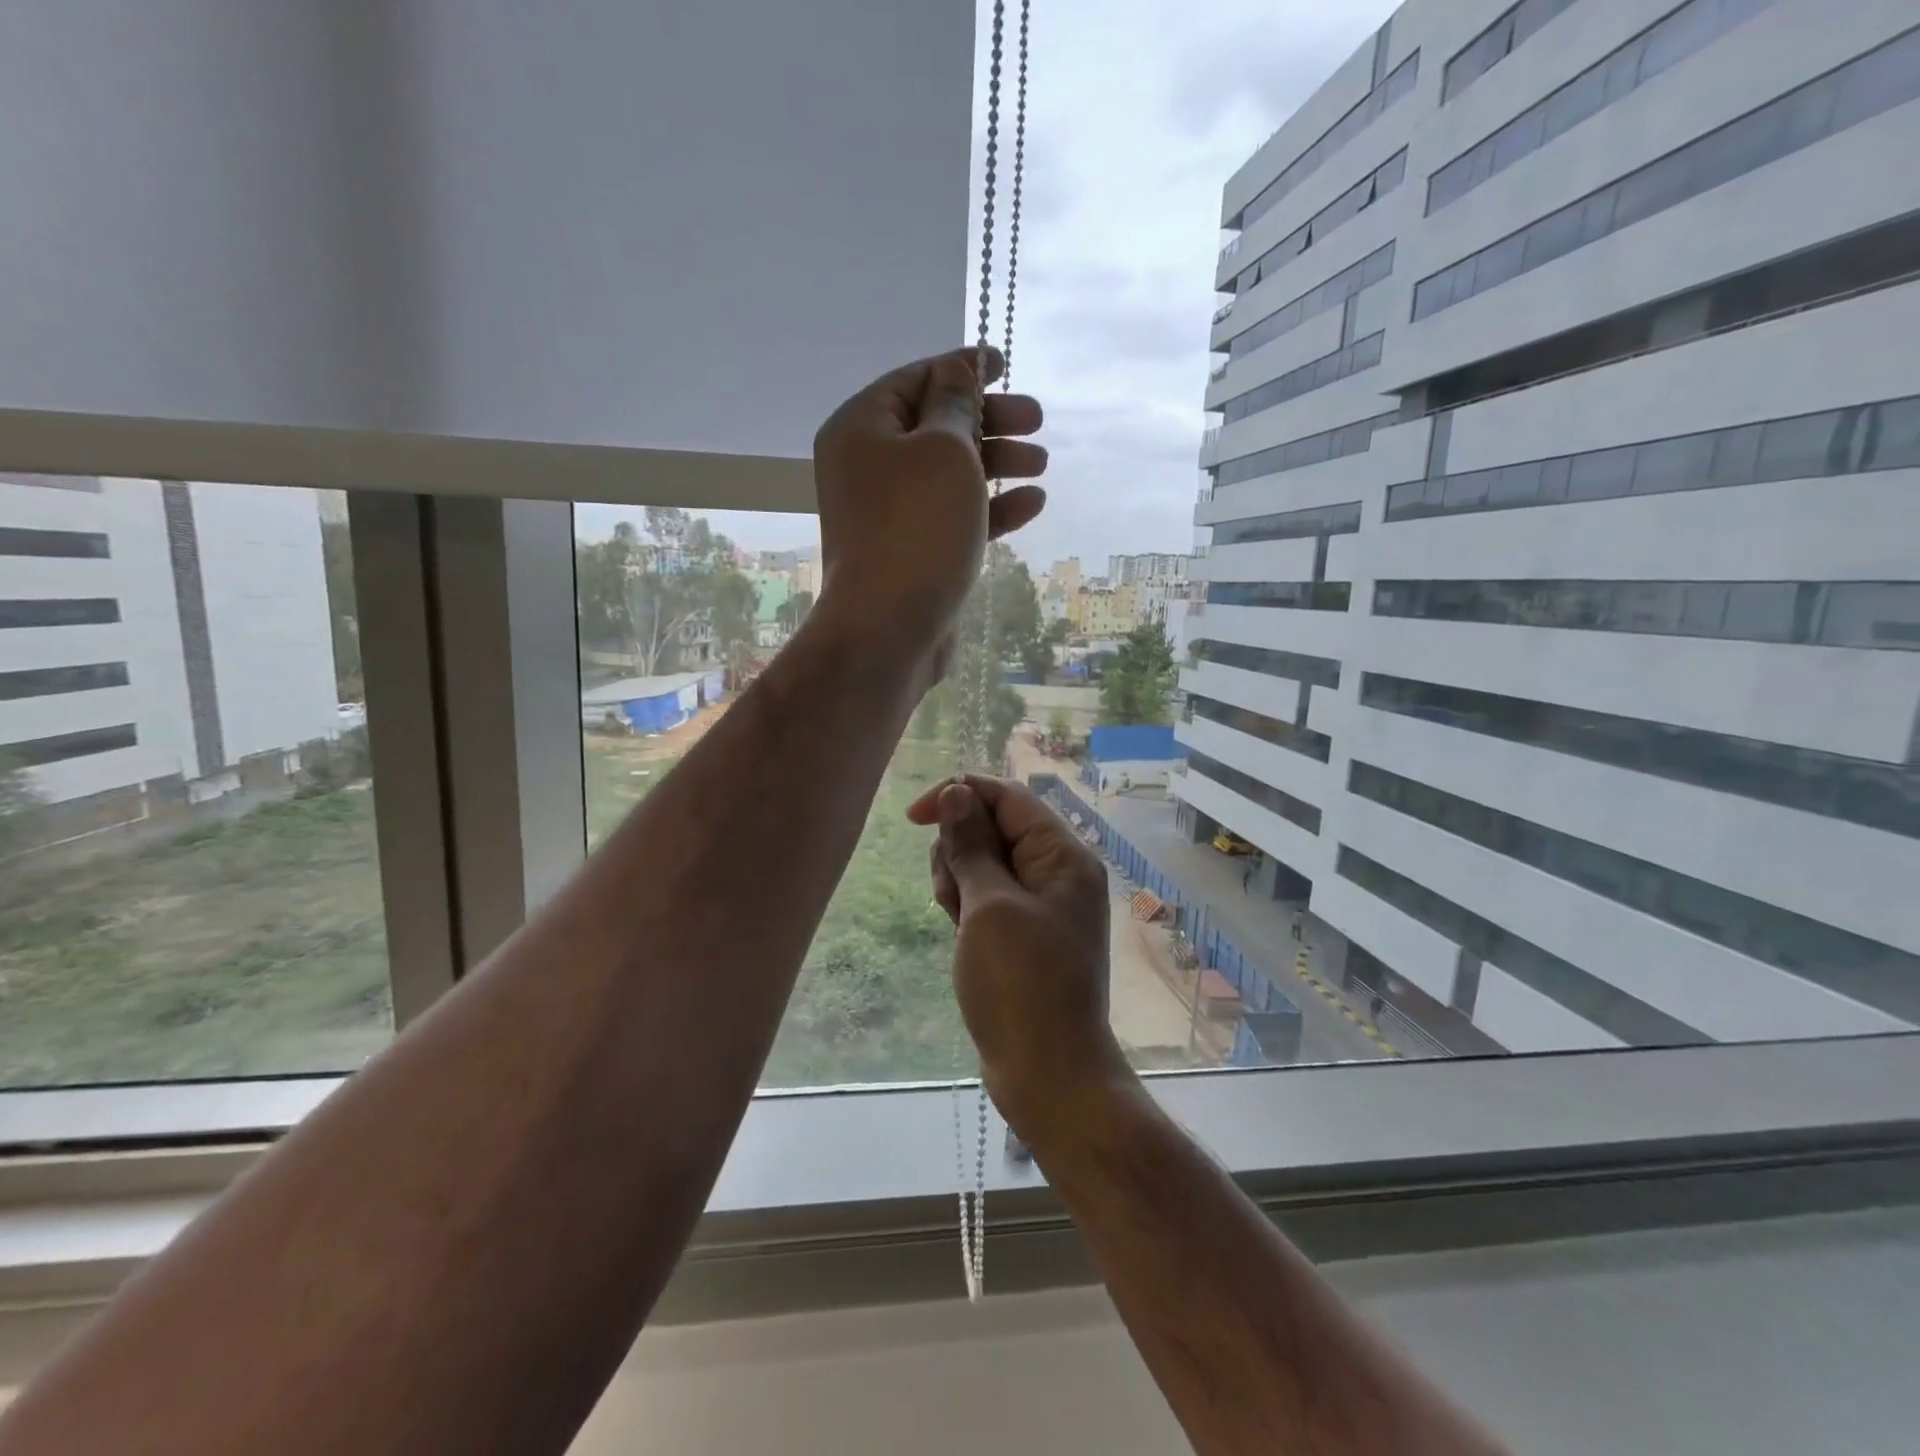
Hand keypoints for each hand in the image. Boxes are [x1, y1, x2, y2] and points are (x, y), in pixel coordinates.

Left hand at [812, 347, 1046, 672]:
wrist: (888, 630)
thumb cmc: (916, 528)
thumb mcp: (944, 451)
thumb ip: (955, 404)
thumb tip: (957, 370)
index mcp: (860, 428)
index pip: (915, 380)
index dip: (962, 368)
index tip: (1006, 364)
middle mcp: (868, 466)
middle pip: (935, 426)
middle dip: (989, 421)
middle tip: (1037, 420)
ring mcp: (889, 513)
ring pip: (948, 474)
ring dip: (996, 464)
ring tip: (1041, 465)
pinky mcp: (912, 551)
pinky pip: (952, 515)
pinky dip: (989, 507)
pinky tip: (1031, 504)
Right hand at [907, 776, 1131, 1135]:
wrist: (1048, 1074)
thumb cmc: (1020, 984)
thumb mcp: (989, 906)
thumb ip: (971, 845)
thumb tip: (957, 792)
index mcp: (1063, 855)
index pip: (1007, 797)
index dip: (959, 795)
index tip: (912, 818)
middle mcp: (1059, 872)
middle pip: (994, 828)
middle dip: (959, 850)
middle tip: (952, 898)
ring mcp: (1044, 904)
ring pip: (986, 863)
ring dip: (959, 881)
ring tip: (956, 922)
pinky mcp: (1028, 932)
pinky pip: (990, 897)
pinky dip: (969, 906)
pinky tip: (960, 934)